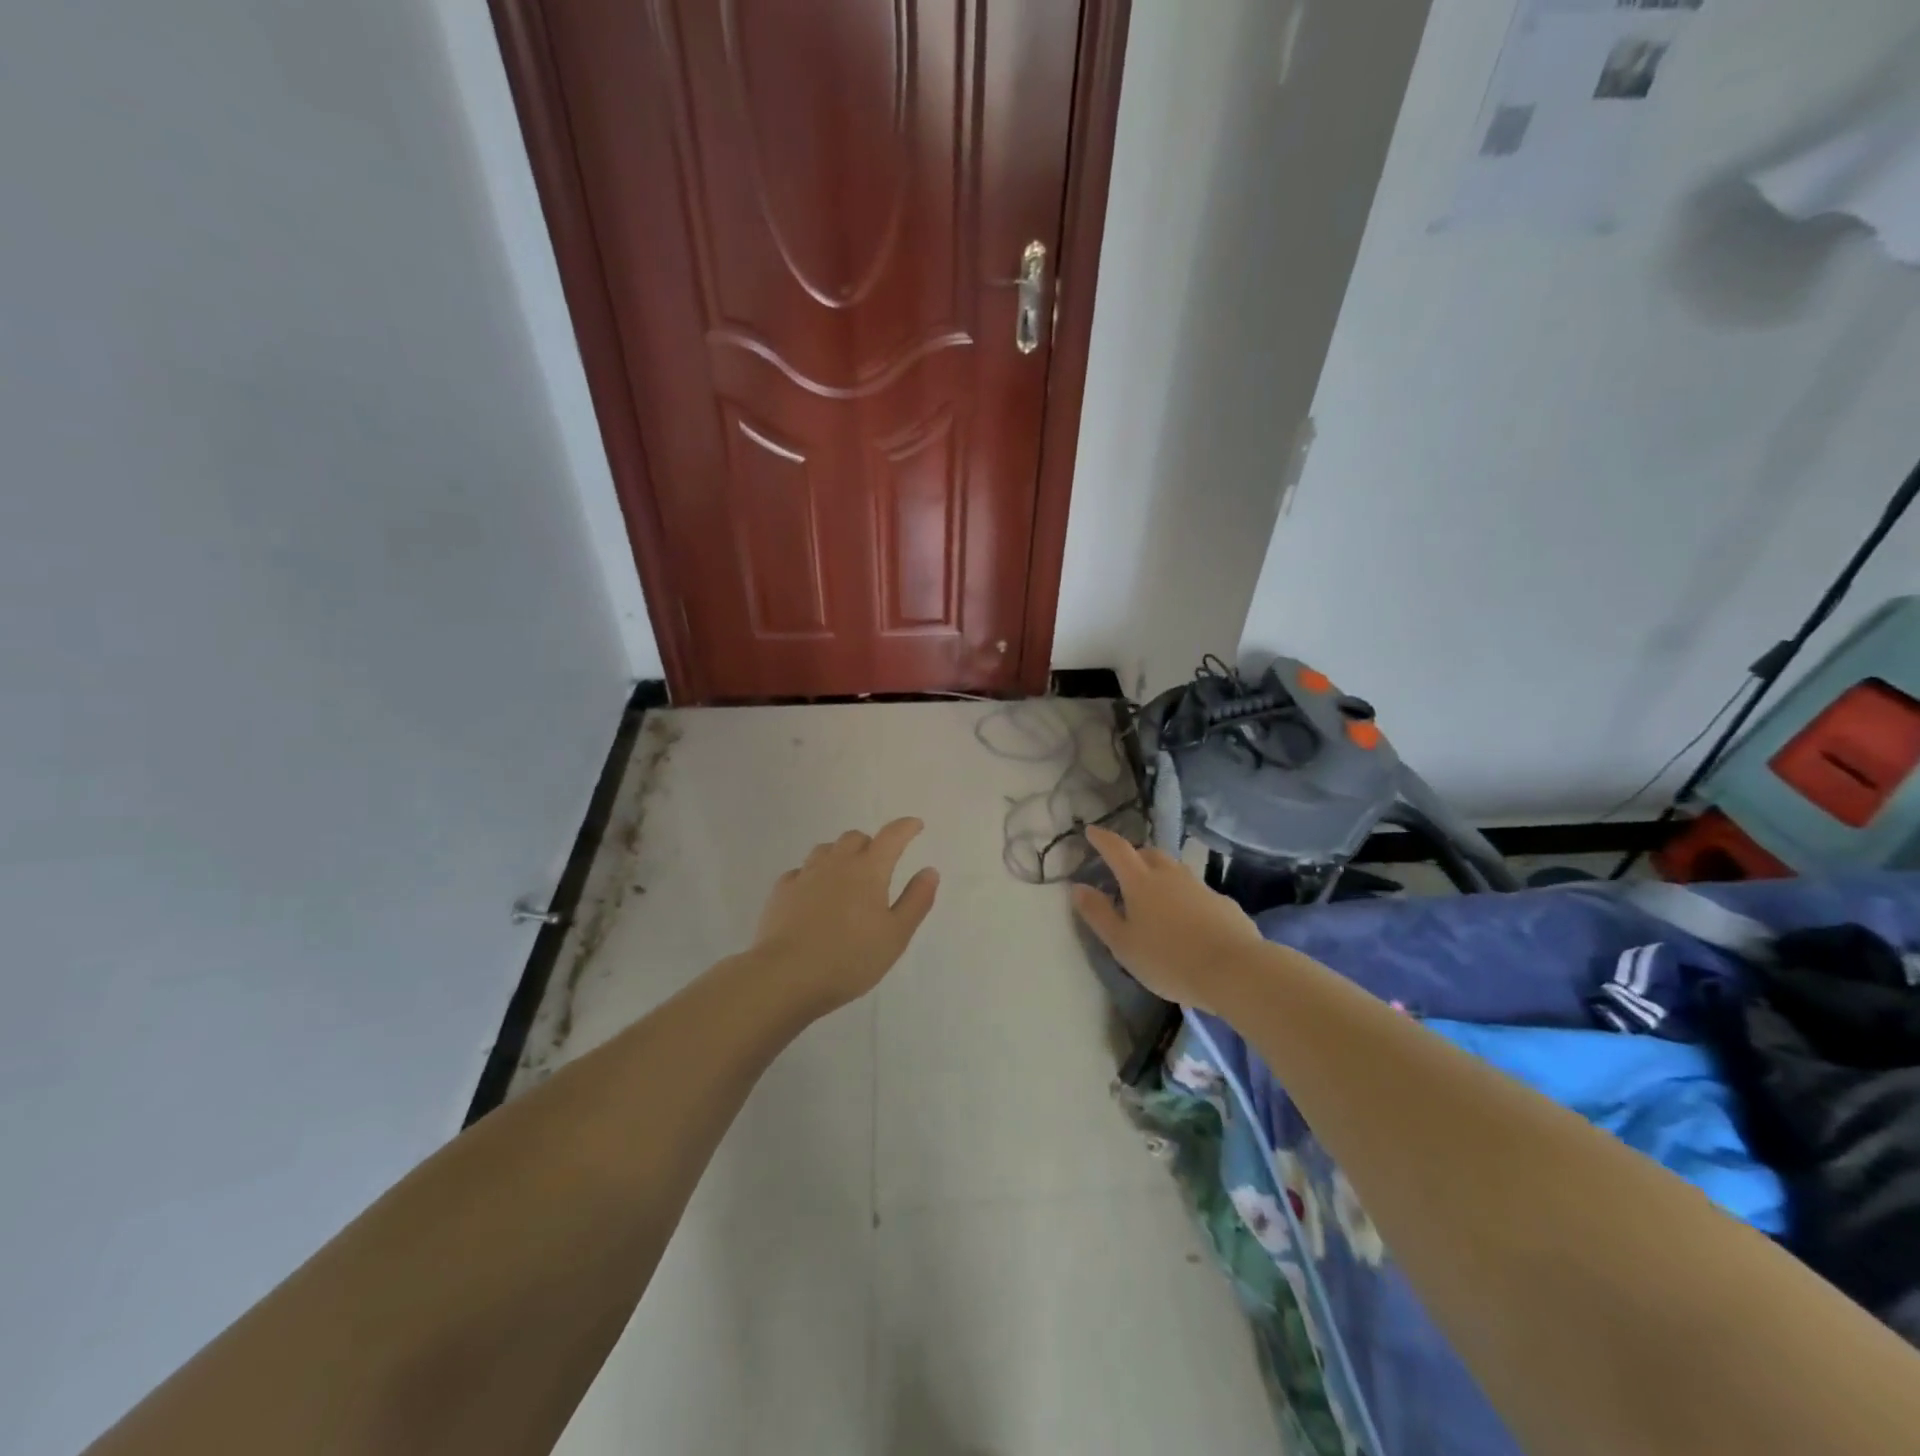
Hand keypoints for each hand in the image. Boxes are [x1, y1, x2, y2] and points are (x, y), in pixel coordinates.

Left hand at [751, 818, 940, 1014]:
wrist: (786, 976)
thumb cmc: (850, 959)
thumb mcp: (896, 935)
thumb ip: (916, 900)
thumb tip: (929, 870)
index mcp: (869, 870)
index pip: (891, 836)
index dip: (906, 827)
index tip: (915, 825)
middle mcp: (836, 864)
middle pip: (855, 838)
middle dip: (870, 844)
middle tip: (878, 864)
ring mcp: (805, 875)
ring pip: (825, 850)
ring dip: (840, 855)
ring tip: (846, 876)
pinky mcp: (781, 892)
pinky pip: (801, 871)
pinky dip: (813, 875)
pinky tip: (813, 894)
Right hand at [1071, 825, 1263, 1012]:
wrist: (1234, 970)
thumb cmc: (1168, 959)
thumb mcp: (1122, 944)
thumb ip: (1099, 914)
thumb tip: (1078, 887)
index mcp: (1140, 881)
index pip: (1116, 849)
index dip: (1102, 838)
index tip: (1091, 831)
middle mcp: (1169, 875)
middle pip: (1148, 854)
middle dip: (1133, 856)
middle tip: (1123, 871)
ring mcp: (1199, 886)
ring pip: (1174, 870)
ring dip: (1160, 874)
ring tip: (1154, 896)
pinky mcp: (1222, 902)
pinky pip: (1196, 891)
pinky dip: (1184, 896)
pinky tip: (1187, 920)